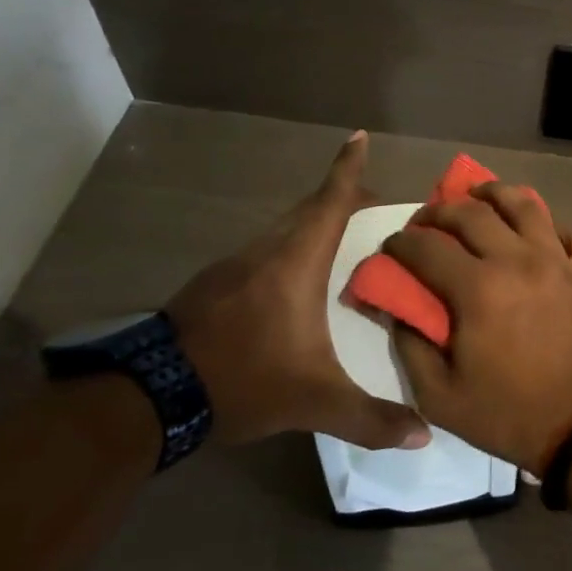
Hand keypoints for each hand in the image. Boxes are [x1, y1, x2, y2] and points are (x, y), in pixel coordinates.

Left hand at [166, 132, 430, 449]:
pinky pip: (266, 251)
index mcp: (296, 262)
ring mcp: (235, 265)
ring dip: (317, 227)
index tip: (358, 136)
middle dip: (344, 200)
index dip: (347, 168)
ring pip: (285, 230)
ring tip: (346, 245)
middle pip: (310, 210)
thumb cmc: (242, 379)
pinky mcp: (214, 284)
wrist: (148, 396)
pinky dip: (292, 250)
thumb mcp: (313, 402)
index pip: (329, 202)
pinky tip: (298, 284)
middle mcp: (267, 251)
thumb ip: (370, 418)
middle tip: (379, 210)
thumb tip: (424, 434)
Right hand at [381, 182, 571, 471]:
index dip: (400, 242)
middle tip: (427, 221)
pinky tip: (541, 233)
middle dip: (440, 211)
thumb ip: (411, 347)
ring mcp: (559, 261)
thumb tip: (398, 310)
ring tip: (480, 197)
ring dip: (496, 194)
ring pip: (526, 205)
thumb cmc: (510, 414)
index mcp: (478, 288)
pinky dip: (555, 226)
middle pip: (472, 213)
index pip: (426, 247)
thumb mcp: (441, 397)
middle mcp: (518, 260)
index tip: (391, 247)